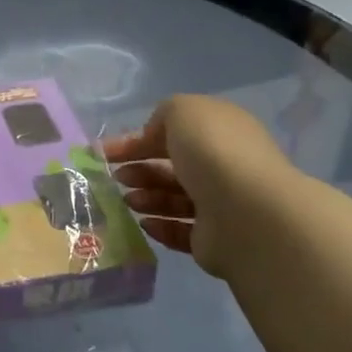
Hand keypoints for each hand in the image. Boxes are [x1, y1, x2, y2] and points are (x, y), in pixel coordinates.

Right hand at [103, 95, 292, 278]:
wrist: (247, 213)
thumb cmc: (213, 153)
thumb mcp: (183, 111)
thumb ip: (163, 115)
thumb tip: (154, 138)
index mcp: (220, 133)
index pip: (174, 133)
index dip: (137, 140)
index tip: (105, 152)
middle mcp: (224, 166)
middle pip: (173, 167)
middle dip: (141, 170)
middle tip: (117, 177)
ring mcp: (221, 205)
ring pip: (174, 199)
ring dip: (146, 197)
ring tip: (129, 201)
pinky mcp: (214, 240)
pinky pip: (180, 232)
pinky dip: (159, 227)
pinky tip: (144, 223)